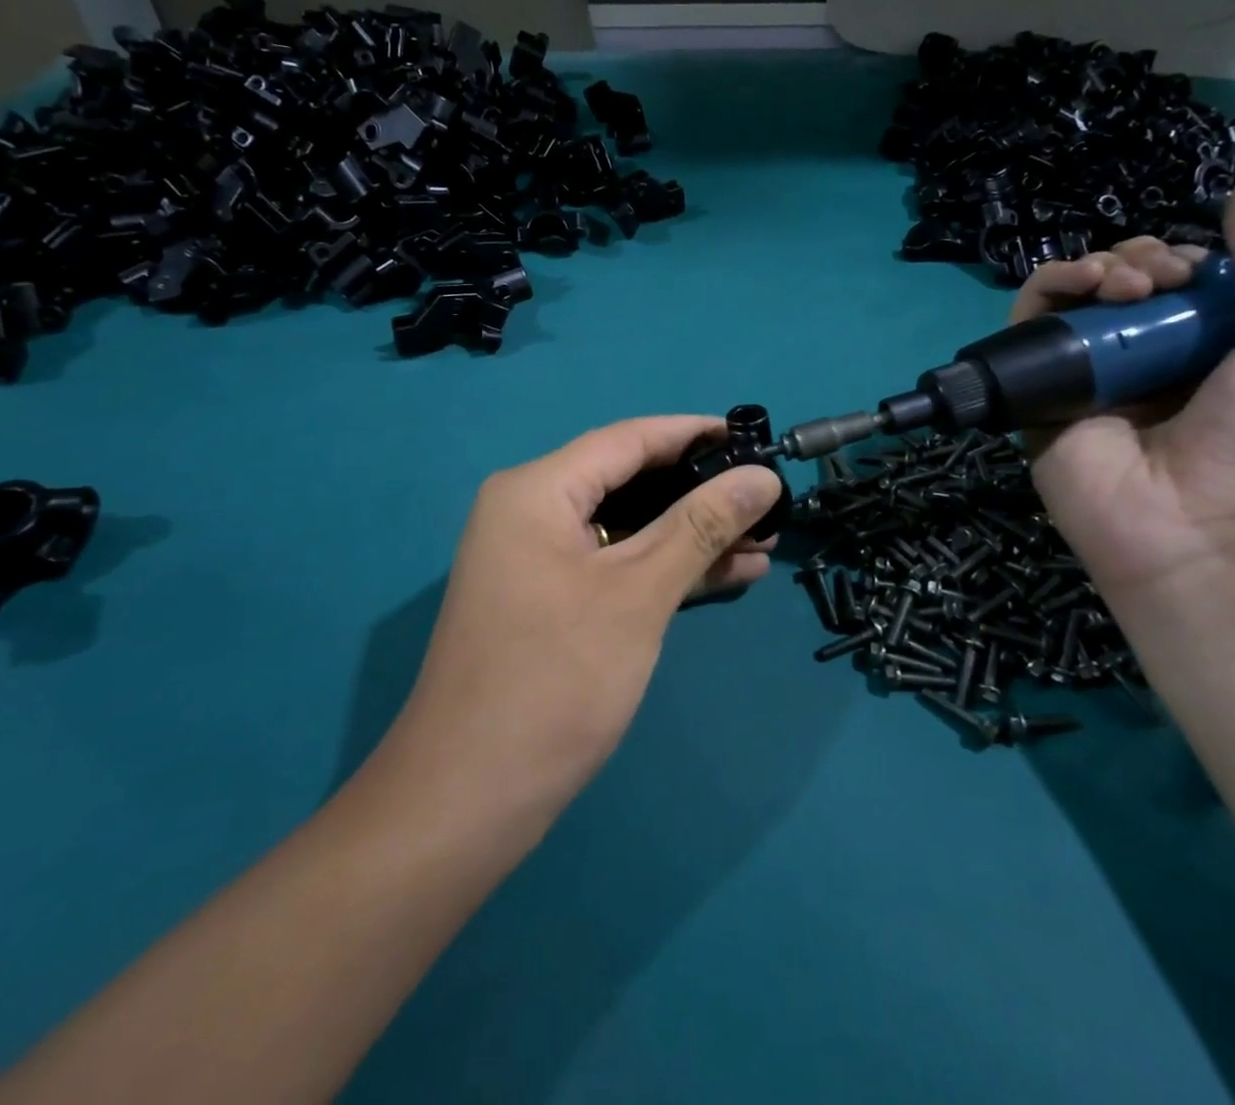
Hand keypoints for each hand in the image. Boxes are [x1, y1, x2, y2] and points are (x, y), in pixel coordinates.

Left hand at [400, 417, 783, 795]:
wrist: (467, 801)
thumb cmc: (555, 681)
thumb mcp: (638, 593)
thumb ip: (701, 526)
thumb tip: (762, 477)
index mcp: (537, 490)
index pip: (628, 439)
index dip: (694, 433)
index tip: (753, 437)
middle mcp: (530, 512)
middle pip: (628, 482)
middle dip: (700, 492)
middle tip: (767, 498)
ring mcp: (537, 561)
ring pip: (628, 529)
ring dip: (692, 536)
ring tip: (764, 542)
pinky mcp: (549, 602)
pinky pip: (616, 567)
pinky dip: (665, 570)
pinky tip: (727, 576)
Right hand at [1014, 175, 1234, 606]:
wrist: (1198, 530)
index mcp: (1199, 349)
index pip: (1175, 282)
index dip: (1180, 257)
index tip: (1195, 266)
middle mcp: (1138, 357)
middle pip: (1120, 282)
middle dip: (1140, 259)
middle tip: (1162, 278)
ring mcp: (1085, 374)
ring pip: (1073, 297)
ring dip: (1097, 269)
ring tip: (1124, 284)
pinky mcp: (1038, 390)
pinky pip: (1029, 327)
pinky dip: (1047, 289)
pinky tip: (1082, 286)